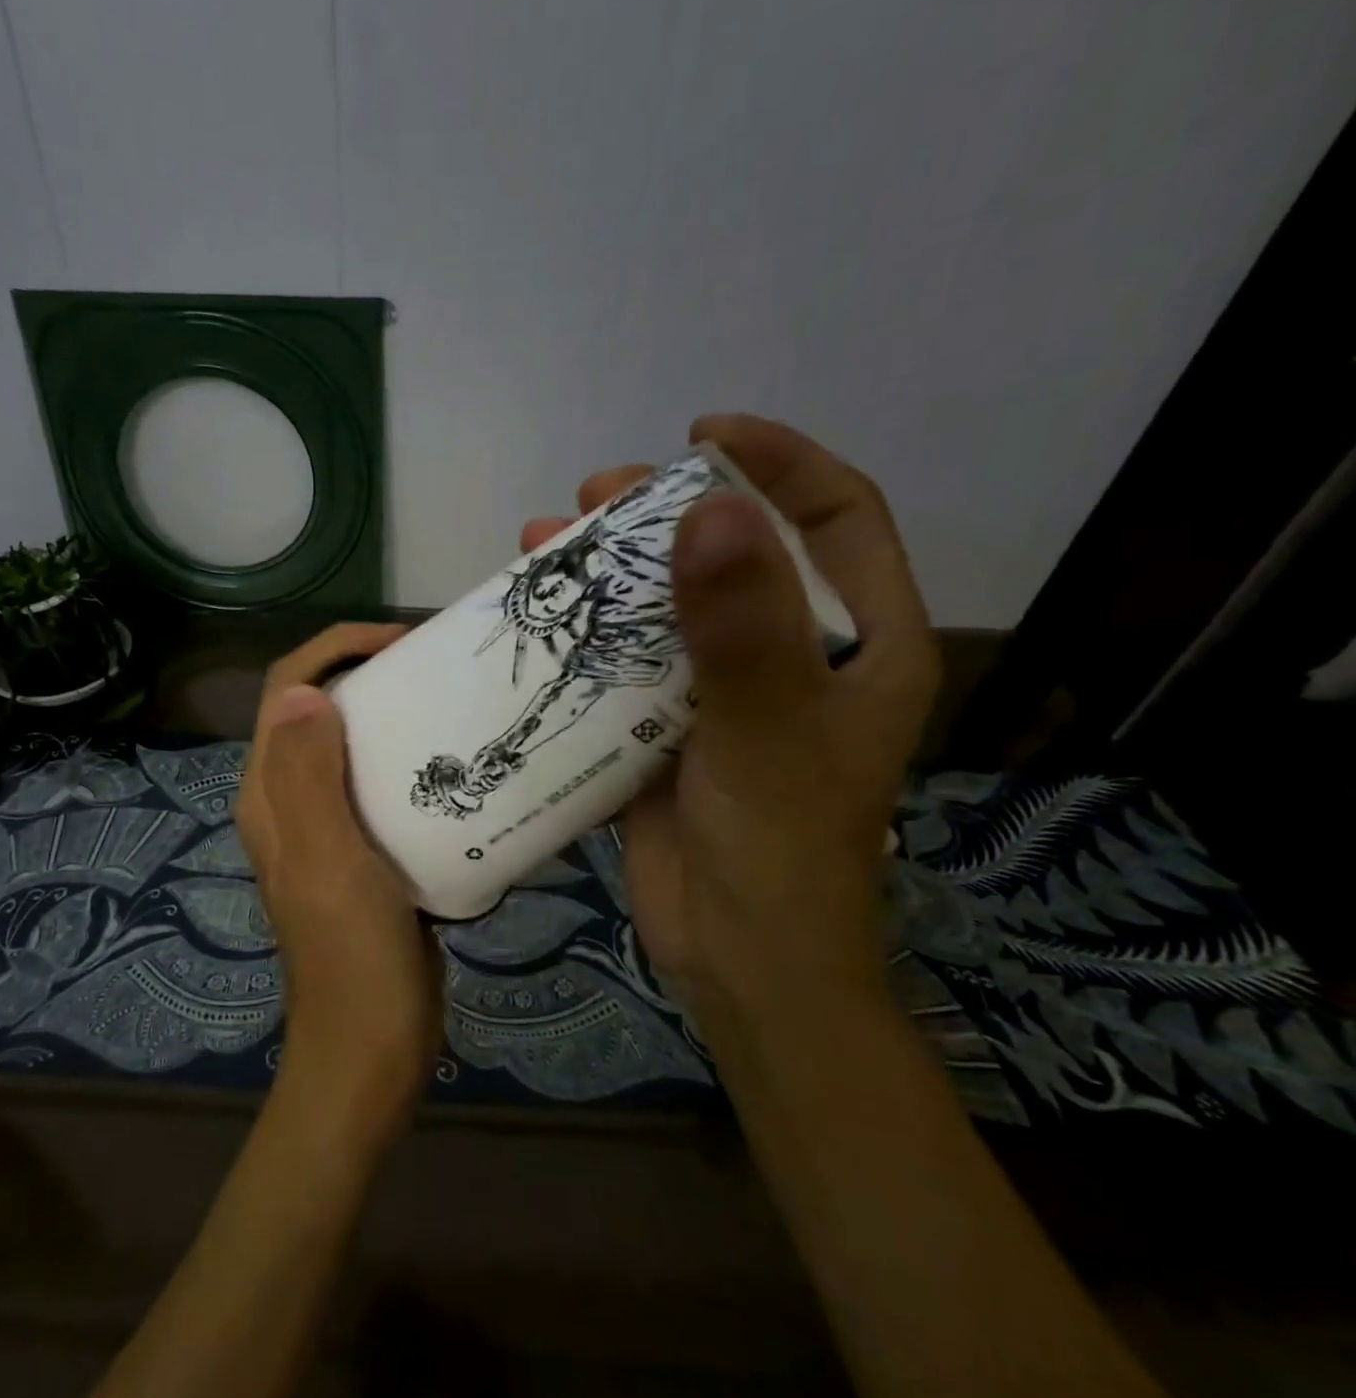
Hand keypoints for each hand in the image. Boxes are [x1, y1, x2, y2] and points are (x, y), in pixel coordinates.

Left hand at [235, 623, 442, 1143]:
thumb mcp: (329, 860)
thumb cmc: (352, 954)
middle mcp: (289, 802)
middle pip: (317, 711)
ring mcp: (326, 828)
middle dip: (366, 674)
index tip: (400, 642)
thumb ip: (308, 776)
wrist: (372, 1046)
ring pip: (350, 747)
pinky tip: (454, 767)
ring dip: (390, 716)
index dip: (336, 651)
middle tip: (433, 668)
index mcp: (270, 793)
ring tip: (448, 705)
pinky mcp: (362, 853)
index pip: (286, 692)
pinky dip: (408, 762)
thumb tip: (305, 692)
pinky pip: (378, 786)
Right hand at [520, 416, 938, 1030]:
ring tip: (546, 536)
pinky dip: (587, 634)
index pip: (836, 518)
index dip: (779, 463)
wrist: (737, 961)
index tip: (704, 436)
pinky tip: (539, 615)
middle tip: (597, 492)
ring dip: (612, 569)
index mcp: (858, 645)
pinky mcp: (667, 726)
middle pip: (737, 553)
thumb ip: (744, 626)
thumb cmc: (778, 852)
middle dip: (668, 512)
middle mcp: (795, 656)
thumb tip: (709, 508)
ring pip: (670, 605)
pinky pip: (628, 661)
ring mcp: (724, 691)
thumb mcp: (767, 733)